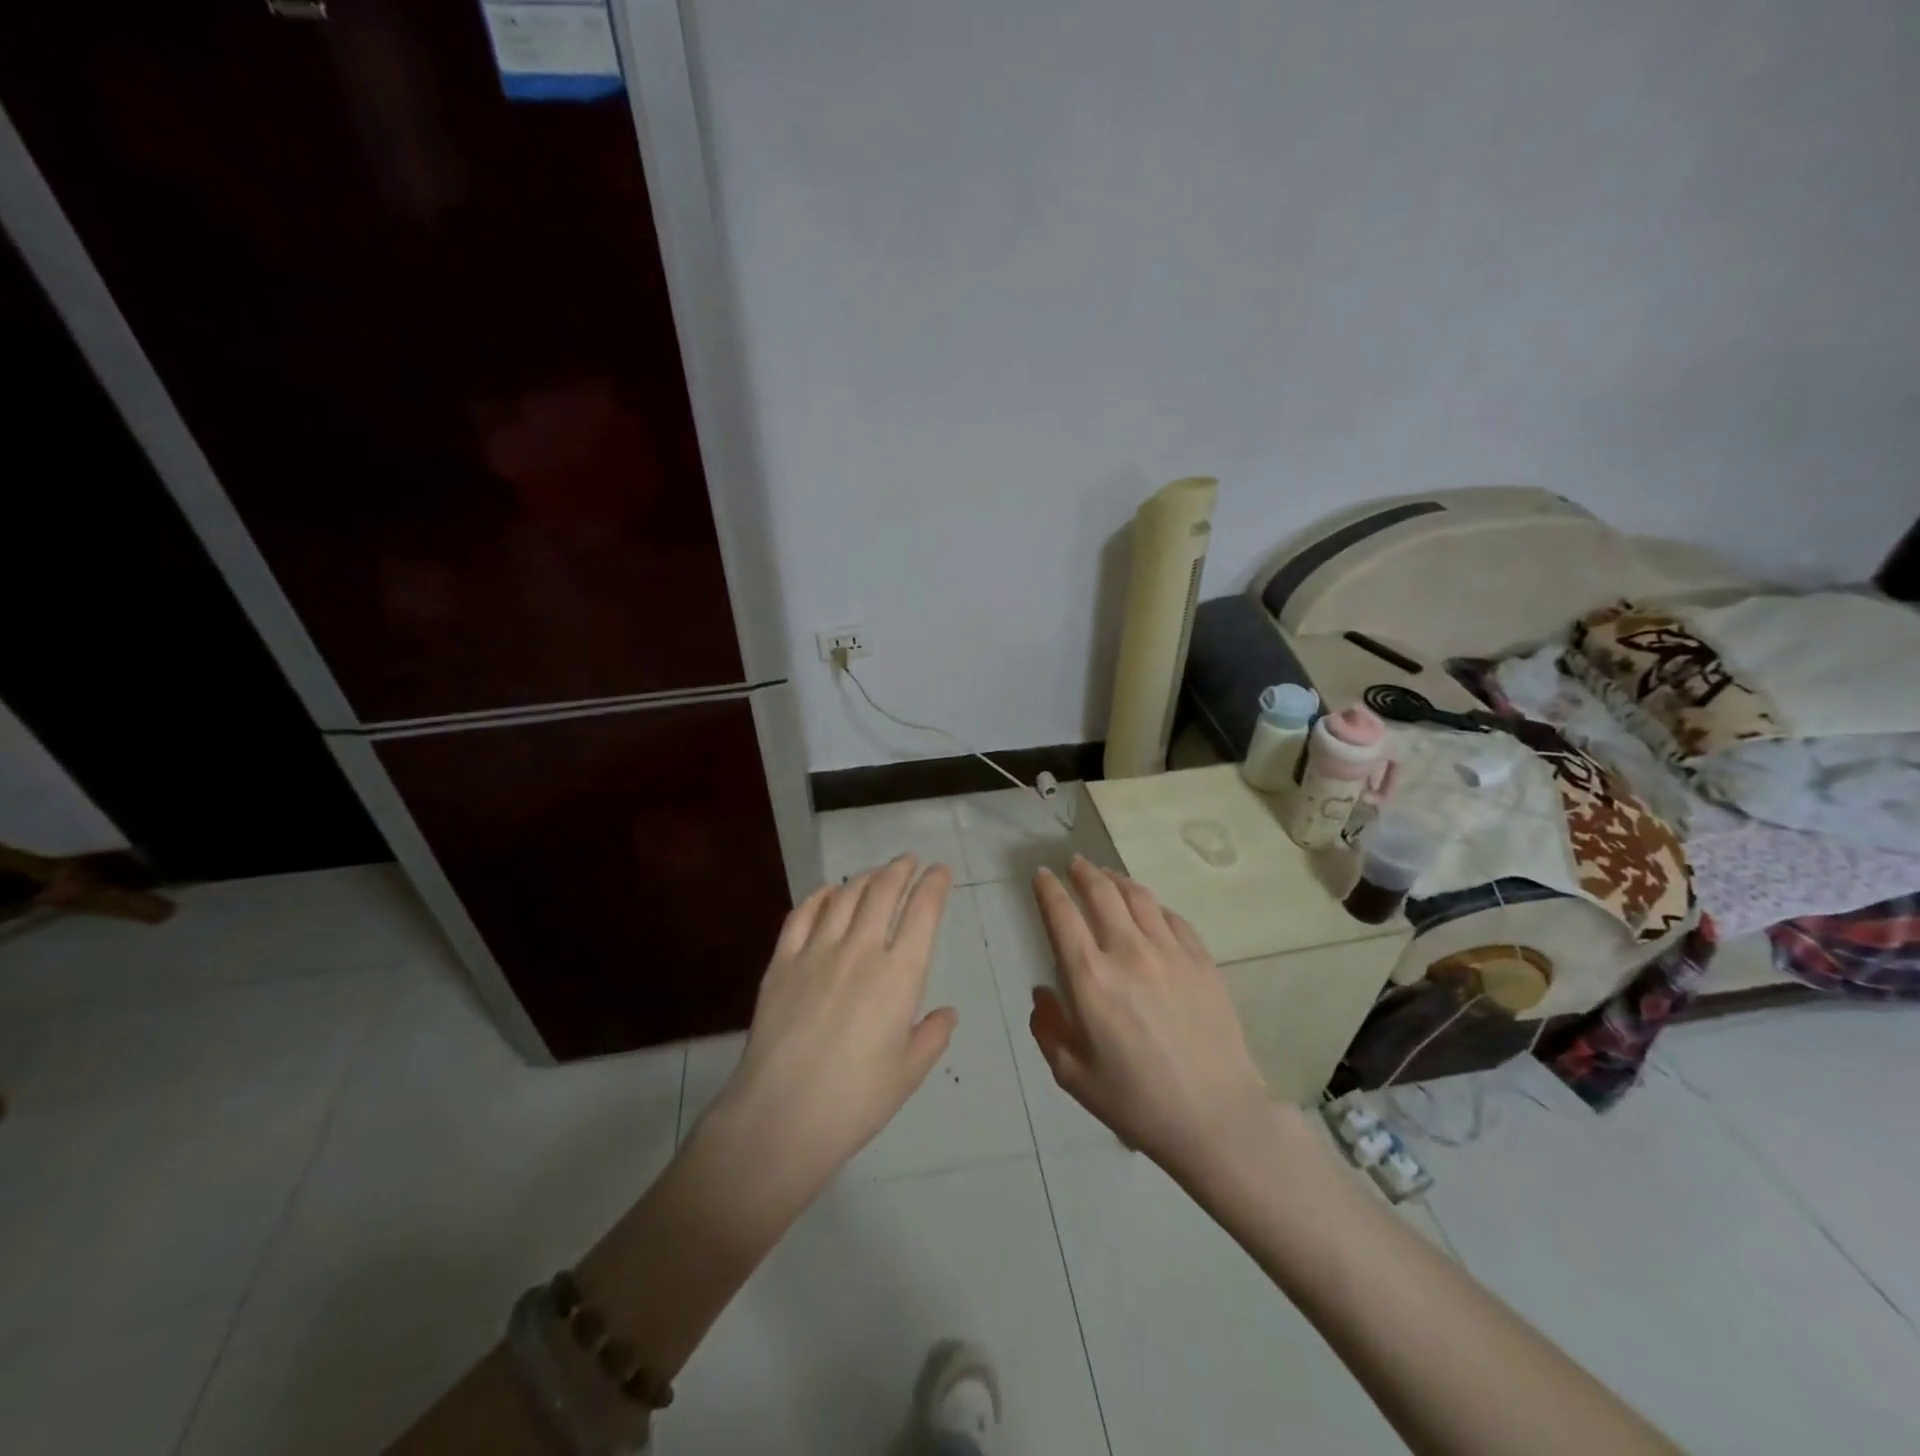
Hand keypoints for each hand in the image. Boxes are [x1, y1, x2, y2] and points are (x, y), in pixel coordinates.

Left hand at [714, 855, 956, 1195]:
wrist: (781, 1116)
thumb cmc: (855, 1100)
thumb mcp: (908, 1073)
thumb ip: (932, 1036)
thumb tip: (947, 1013)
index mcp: (900, 975)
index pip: (923, 912)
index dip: (934, 884)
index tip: (940, 871)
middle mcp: (862, 950)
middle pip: (883, 891)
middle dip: (900, 869)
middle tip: (908, 861)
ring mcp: (817, 951)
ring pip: (845, 896)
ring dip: (864, 877)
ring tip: (874, 873)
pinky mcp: (782, 962)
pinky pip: (802, 914)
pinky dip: (819, 896)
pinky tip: (827, 892)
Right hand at [1029, 858, 1276, 1178]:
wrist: (1217, 1117)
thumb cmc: (1137, 1102)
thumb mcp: (1073, 1076)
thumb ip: (1048, 1029)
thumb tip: (1042, 993)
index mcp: (1090, 978)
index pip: (1062, 915)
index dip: (1048, 889)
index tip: (1041, 874)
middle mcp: (1128, 952)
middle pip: (1101, 893)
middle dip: (1082, 872)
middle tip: (1074, 864)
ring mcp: (1170, 952)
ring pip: (1139, 897)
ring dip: (1117, 879)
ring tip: (1106, 875)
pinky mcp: (1202, 960)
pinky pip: (1173, 918)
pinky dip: (1153, 905)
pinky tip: (1149, 908)